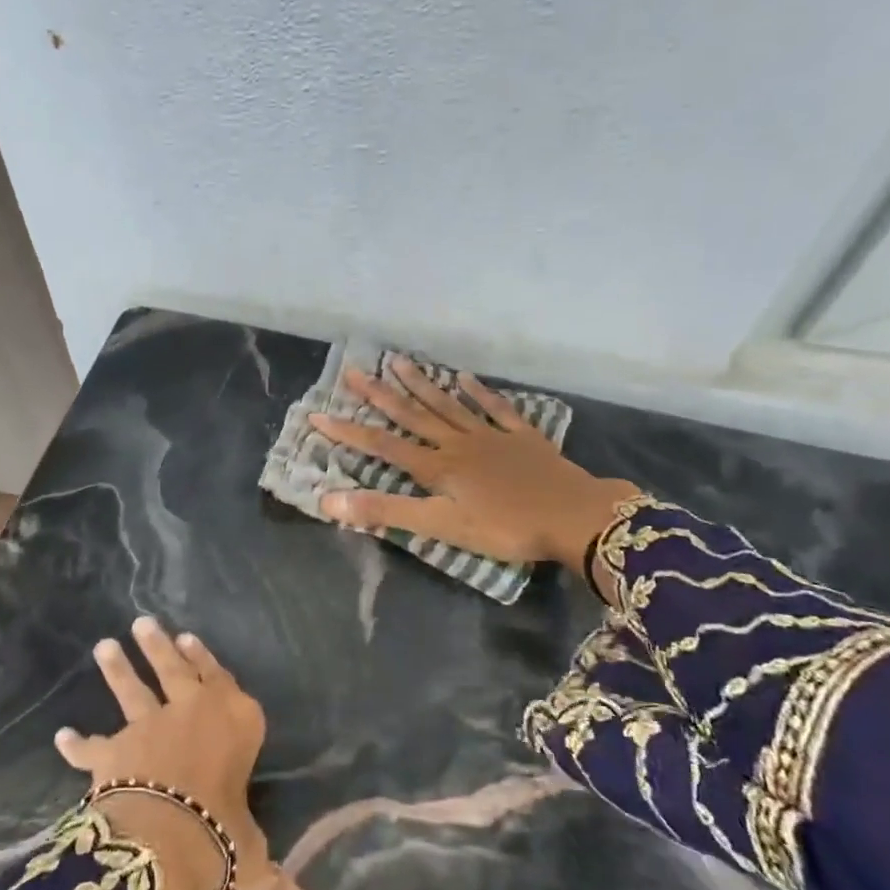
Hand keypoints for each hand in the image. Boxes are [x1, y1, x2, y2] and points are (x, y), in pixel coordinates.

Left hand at [55, 617, 322, 889]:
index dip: (207, 660)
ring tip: (103, 645)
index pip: (222, 682)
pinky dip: (77, 743)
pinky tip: (63, 736)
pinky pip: (92, 746)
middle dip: (159, 647)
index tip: (190, 639)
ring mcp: (149, 727)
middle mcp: (192, 713)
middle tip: (143, 622)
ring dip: (118, 669)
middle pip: (175, 671)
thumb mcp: (251, 860)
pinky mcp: (113, 752)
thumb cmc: (220, 835)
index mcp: (234, 723)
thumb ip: (274, 886)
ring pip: (132, 691)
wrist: (161, 837)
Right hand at [310, 359, 641, 575]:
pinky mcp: (522, 438)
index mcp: (436, 466)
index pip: (382, 445)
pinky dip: (479, 393)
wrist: (572, 516)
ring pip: (448, 405)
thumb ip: (386, 512)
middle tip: (354, 371)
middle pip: (412, 415)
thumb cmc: (504, 527)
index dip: (348, 431)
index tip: (318, 414)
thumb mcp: (440, 526)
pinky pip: (496, 409)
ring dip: (422, 384)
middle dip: (380, 395)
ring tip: (399, 361)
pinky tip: (465, 378)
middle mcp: (457, 443)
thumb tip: (329, 500)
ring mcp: (491, 436)